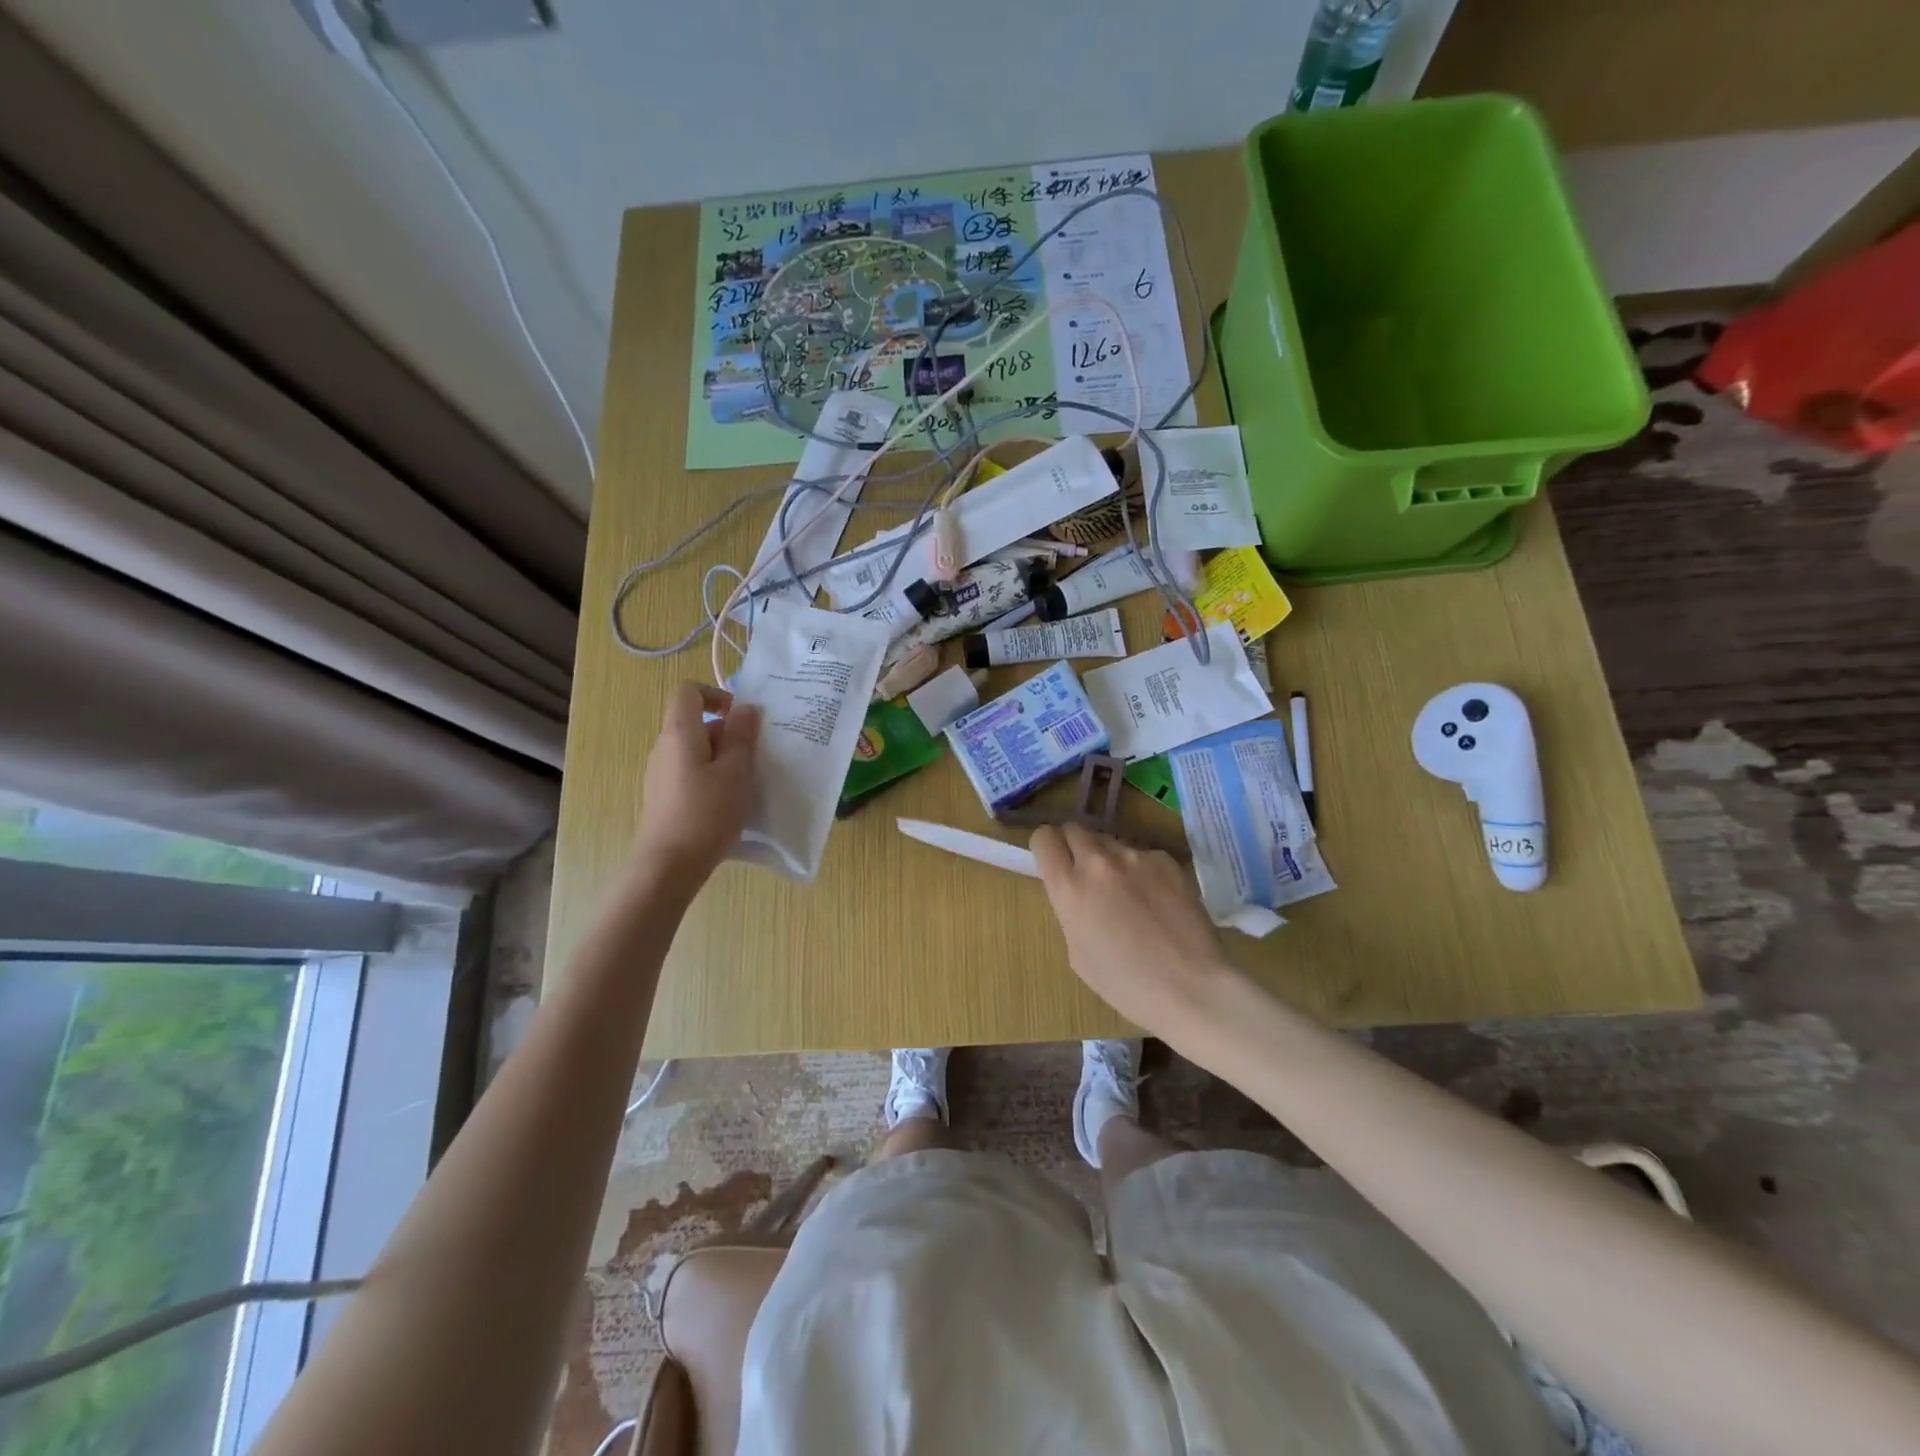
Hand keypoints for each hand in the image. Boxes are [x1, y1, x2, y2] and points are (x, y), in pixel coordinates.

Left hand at [632, 682, 759, 889]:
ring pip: (696, 751)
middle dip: (728, 734)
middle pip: (695, 723)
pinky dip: (711, 778)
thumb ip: (741, 736)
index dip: (717, 695)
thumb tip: (745, 708)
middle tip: (754, 758)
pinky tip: (727, 804)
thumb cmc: (706, 813)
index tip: (742, 719)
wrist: (668, 866)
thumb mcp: (736, 772)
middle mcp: (664, 747)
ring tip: (745, 783)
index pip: (689, 692)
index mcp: (680, 733)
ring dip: (723, 759)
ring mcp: (660, 774)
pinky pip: (690, 773)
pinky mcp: (663, 797)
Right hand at [1031, 823, 1241, 1042]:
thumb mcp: (1078, 953)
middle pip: (1075, 829)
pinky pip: (1143, 856)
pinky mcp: (1166, 860)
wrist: (1191, 987)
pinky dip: (1143, 871)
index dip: (1046, 848)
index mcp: (1069, 888)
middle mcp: (1098, 862)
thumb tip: (1079, 894)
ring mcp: (1135, 857)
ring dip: (1110, 860)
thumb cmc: (1126, 985)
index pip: (1044, 838)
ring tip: (1129, 893)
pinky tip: (1159, 902)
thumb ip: (1071, 911)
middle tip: (1087, 874)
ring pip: (1111, 842)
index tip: (1054, 862)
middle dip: (1075, 847)